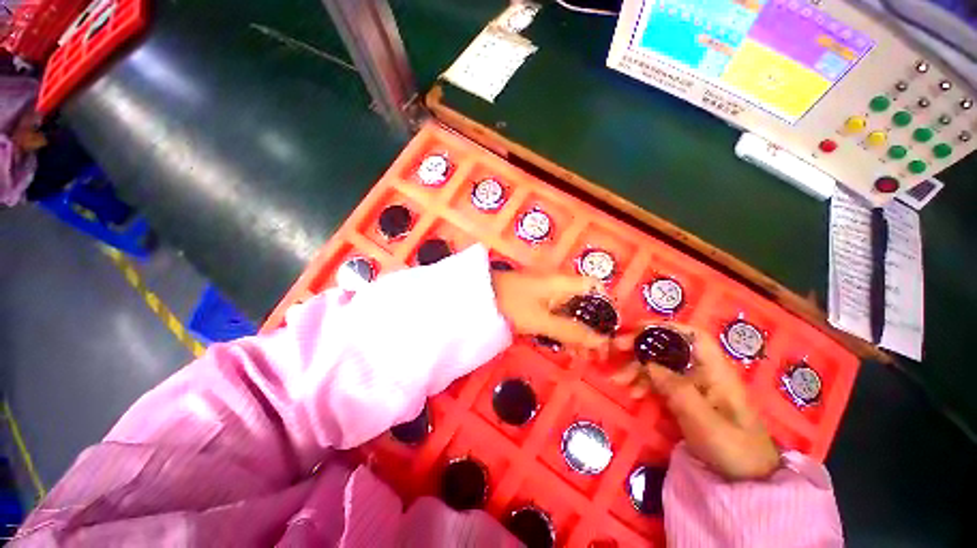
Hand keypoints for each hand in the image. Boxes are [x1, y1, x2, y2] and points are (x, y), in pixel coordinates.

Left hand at [491, 271, 610, 351]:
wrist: (480, 297)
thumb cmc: (511, 304)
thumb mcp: (541, 320)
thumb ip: (570, 331)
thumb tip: (600, 342)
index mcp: (562, 283)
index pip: (594, 287)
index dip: (606, 305)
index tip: (611, 329)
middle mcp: (558, 285)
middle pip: (584, 303)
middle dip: (593, 327)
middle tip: (598, 353)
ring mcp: (546, 293)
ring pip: (570, 311)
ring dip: (578, 332)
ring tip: (584, 357)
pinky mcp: (536, 301)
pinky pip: (556, 314)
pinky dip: (563, 329)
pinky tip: (566, 347)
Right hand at [612, 323, 779, 479]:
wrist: (747, 478)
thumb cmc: (733, 448)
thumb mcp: (704, 421)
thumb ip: (677, 390)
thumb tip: (649, 362)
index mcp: (716, 371)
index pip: (693, 336)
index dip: (666, 327)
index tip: (637, 329)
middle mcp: (703, 371)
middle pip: (670, 347)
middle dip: (642, 346)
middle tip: (616, 349)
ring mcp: (693, 384)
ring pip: (661, 364)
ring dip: (638, 368)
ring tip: (618, 380)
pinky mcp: (686, 396)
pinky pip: (661, 381)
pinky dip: (644, 383)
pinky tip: (633, 393)